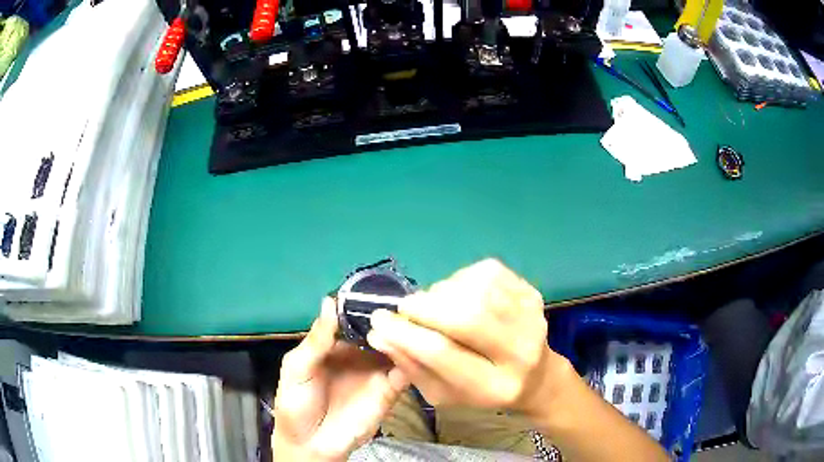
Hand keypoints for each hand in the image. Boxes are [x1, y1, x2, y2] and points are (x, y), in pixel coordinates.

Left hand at [271, 298, 409, 461]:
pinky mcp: (389, 391)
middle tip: (407, 302)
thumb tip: (329, 301)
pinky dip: (412, 360)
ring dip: (405, 336)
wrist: (310, 444)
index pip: (355, 320)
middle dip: (391, 318)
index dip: (366, 306)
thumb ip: (316, 340)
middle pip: (379, 331)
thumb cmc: (296, 404)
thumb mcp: (297, 368)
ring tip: (415, 321)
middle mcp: (359, 355)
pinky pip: (404, 373)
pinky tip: (416, 349)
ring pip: (396, 348)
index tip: (383, 289)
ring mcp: (375, 372)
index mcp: (335, 345)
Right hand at [366, 259, 573, 415]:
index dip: (404, 334)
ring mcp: (531, 318)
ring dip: (442, 292)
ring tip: (433, 305)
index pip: (442, 353)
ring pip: (476, 290)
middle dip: (424, 307)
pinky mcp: (532, 293)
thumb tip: (379, 334)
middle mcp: (520, 352)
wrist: (536, 375)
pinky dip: (461, 279)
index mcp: (494, 388)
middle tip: (405, 307)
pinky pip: (487, 273)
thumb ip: (411, 366)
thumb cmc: (482, 391)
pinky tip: (457, 294)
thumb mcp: (443, 393)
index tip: (378, 320)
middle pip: (466, 316)